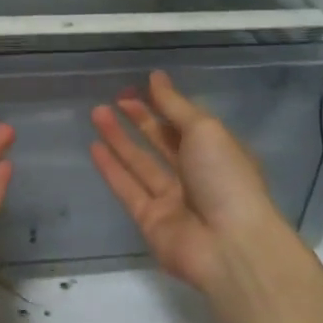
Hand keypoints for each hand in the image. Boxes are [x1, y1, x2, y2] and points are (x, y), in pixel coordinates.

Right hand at [90, 71, 291, 294]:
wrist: (229, 245)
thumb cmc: (225, 178)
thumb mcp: (205, 130)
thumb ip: (175, 106)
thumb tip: (155, 77)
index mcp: (217, 152)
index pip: (185, 123)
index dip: (163, 104)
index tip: (139, 86)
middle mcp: (195, 175)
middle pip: (162, 142)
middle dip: (139, 119)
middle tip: (114, 98)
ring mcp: (172, 199)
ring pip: (140, 163)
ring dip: (119, 138)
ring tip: (96, 112)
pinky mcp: (149, 220)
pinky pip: (127, 188)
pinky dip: (111, 168)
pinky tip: (94, 146)